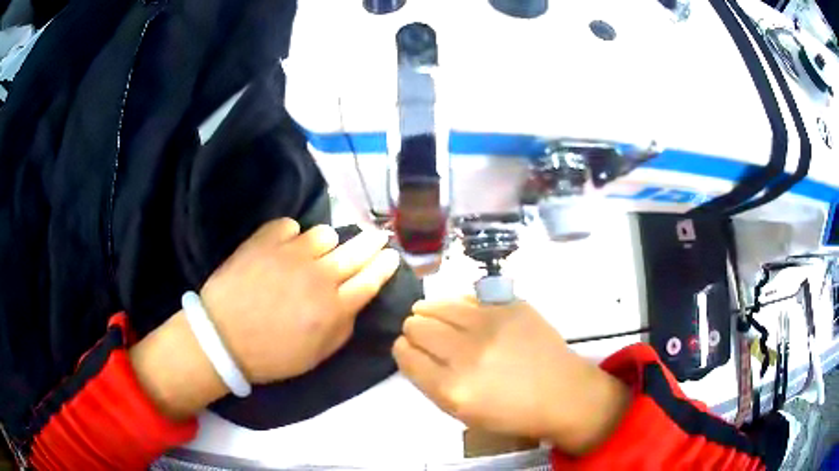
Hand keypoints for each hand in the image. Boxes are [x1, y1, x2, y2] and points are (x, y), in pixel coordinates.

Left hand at [201, 218, 399, 383]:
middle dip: (372, 242)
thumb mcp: (317, 356)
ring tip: (316, 253)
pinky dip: (291, 236)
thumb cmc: (272, 355)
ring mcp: (292, 253)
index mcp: (334, 307)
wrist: (221, 338)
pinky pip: (291, 226)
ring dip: (326, 243)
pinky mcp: (265, 239)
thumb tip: (354, 300)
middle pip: (357, 250)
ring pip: (324, 234)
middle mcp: (319, 275)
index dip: (385, 265)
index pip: (371, 279)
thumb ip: (344, 326)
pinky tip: (284, 249)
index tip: (392, 255)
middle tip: (378, 237)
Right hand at [393, 297, 630, 454]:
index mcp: (452, 388)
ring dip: (430, 311)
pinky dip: (458, 305)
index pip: (405, 354)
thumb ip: (431, 382)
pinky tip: (463, 313)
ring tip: (437, 317)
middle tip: (425, 335)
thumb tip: (414, 351)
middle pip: (416, 325)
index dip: (403, 349)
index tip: (410, 349)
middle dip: (415, 330)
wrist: (562, 393)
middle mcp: (467, 353)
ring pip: (436, 304)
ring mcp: (490, 324)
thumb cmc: (511, 412)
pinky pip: (466, 296)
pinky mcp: (509, 306)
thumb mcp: (462, 413)